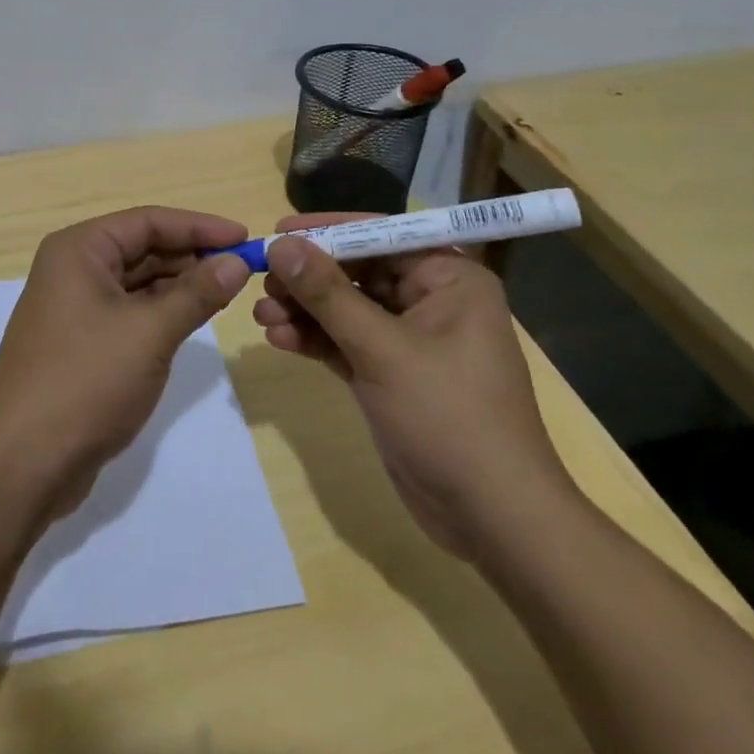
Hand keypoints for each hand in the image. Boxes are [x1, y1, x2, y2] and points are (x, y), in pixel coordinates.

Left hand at [0, 207, 251, 516]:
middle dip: (192, 255)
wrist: (25, 461)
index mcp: (79, 250)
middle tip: (244, 267)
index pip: (147, 221)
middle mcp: (72, 268)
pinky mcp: (80, 340)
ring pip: (137, 280)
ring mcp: (74, 306)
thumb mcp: (150, 332)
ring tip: (227, 290)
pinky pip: (129, 310)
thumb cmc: (87, 381)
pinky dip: (162, 310)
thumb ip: (196, 293)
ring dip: (180, 284)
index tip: (245, 237)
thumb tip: (236, 263)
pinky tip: (194, 317)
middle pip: (142, 247)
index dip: (199, 226)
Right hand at [253, 214, 574, 559]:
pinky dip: (313, 339)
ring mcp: (409, 340)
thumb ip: (328, 294)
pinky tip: (278, 338)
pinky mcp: (390, 374)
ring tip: (260, 315)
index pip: (380, 236)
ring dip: (303, 310)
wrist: (493, 521)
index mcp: (449, 279)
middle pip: (357, 271)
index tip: (277, 232)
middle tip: (262, 280)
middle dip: (308, 277)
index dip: (327, 232)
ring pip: (345, 308)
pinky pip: (344, 342)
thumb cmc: (449, 418)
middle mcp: (431, 300)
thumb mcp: (383, 350)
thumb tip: (280, 244)